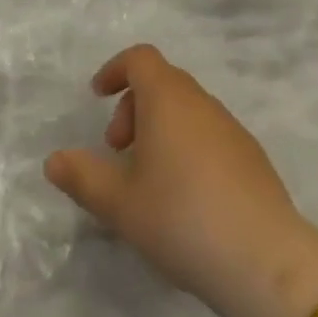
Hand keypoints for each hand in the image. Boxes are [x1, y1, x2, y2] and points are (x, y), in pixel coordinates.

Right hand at [43, 44, 317, 308]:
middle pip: (162, 82)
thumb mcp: (120, 203)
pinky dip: (186, 146)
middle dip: (133, 107)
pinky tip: (184, 197)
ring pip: (186, 110)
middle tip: (118, 151)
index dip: (115, 69)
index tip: (97, 97)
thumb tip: (54, 160)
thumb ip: (83, 177)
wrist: (264, 258)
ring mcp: (231, 128)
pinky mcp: (251, 156)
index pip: (140, 58)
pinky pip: (208, 134)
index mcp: (168, 98)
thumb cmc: (181, 217)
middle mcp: (201, 102)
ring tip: (147, 180)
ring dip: (160, 129)